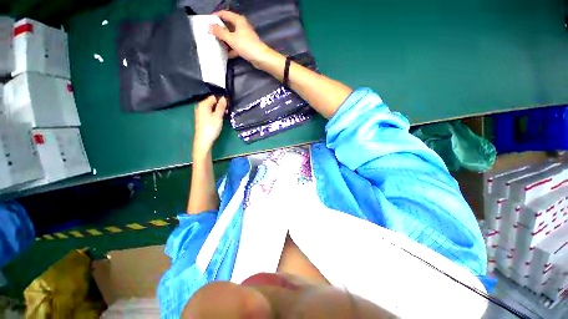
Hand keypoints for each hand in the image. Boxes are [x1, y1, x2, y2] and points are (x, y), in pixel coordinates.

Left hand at [193, 96, 226, 156]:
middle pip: (212, 102)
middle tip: (228, 110)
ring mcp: (200, 113)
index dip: (222, 100)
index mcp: (203, 104)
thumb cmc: (211, 127)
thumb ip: (221, 106)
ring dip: (218, 110)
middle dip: (220, 105)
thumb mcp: (218, 116)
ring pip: (211, 108)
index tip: (229, 105)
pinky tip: (219, 119)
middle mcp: (200, 107)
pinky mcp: (202, 119)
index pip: (213, 97)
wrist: (204, 140)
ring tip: (225, 115)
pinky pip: (210, 113)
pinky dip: (215, 114)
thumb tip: (223, 98)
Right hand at [210, 11, 273, 67]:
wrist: (261, 58)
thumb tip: (210, 26)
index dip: (215, 16)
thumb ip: (220, 32)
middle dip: (219, 30)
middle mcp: (241, 26)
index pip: (224, 14)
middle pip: (228, 26)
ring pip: (232, 37)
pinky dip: (231, 49)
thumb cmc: (247, 45)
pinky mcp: (246, 46)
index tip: (207, 22)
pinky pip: (236, 45)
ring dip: (225, 41)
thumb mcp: (231, 38)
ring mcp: (244, 37)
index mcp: (238, 20)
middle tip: (210, 34)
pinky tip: (226, 54)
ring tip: (216, 44)